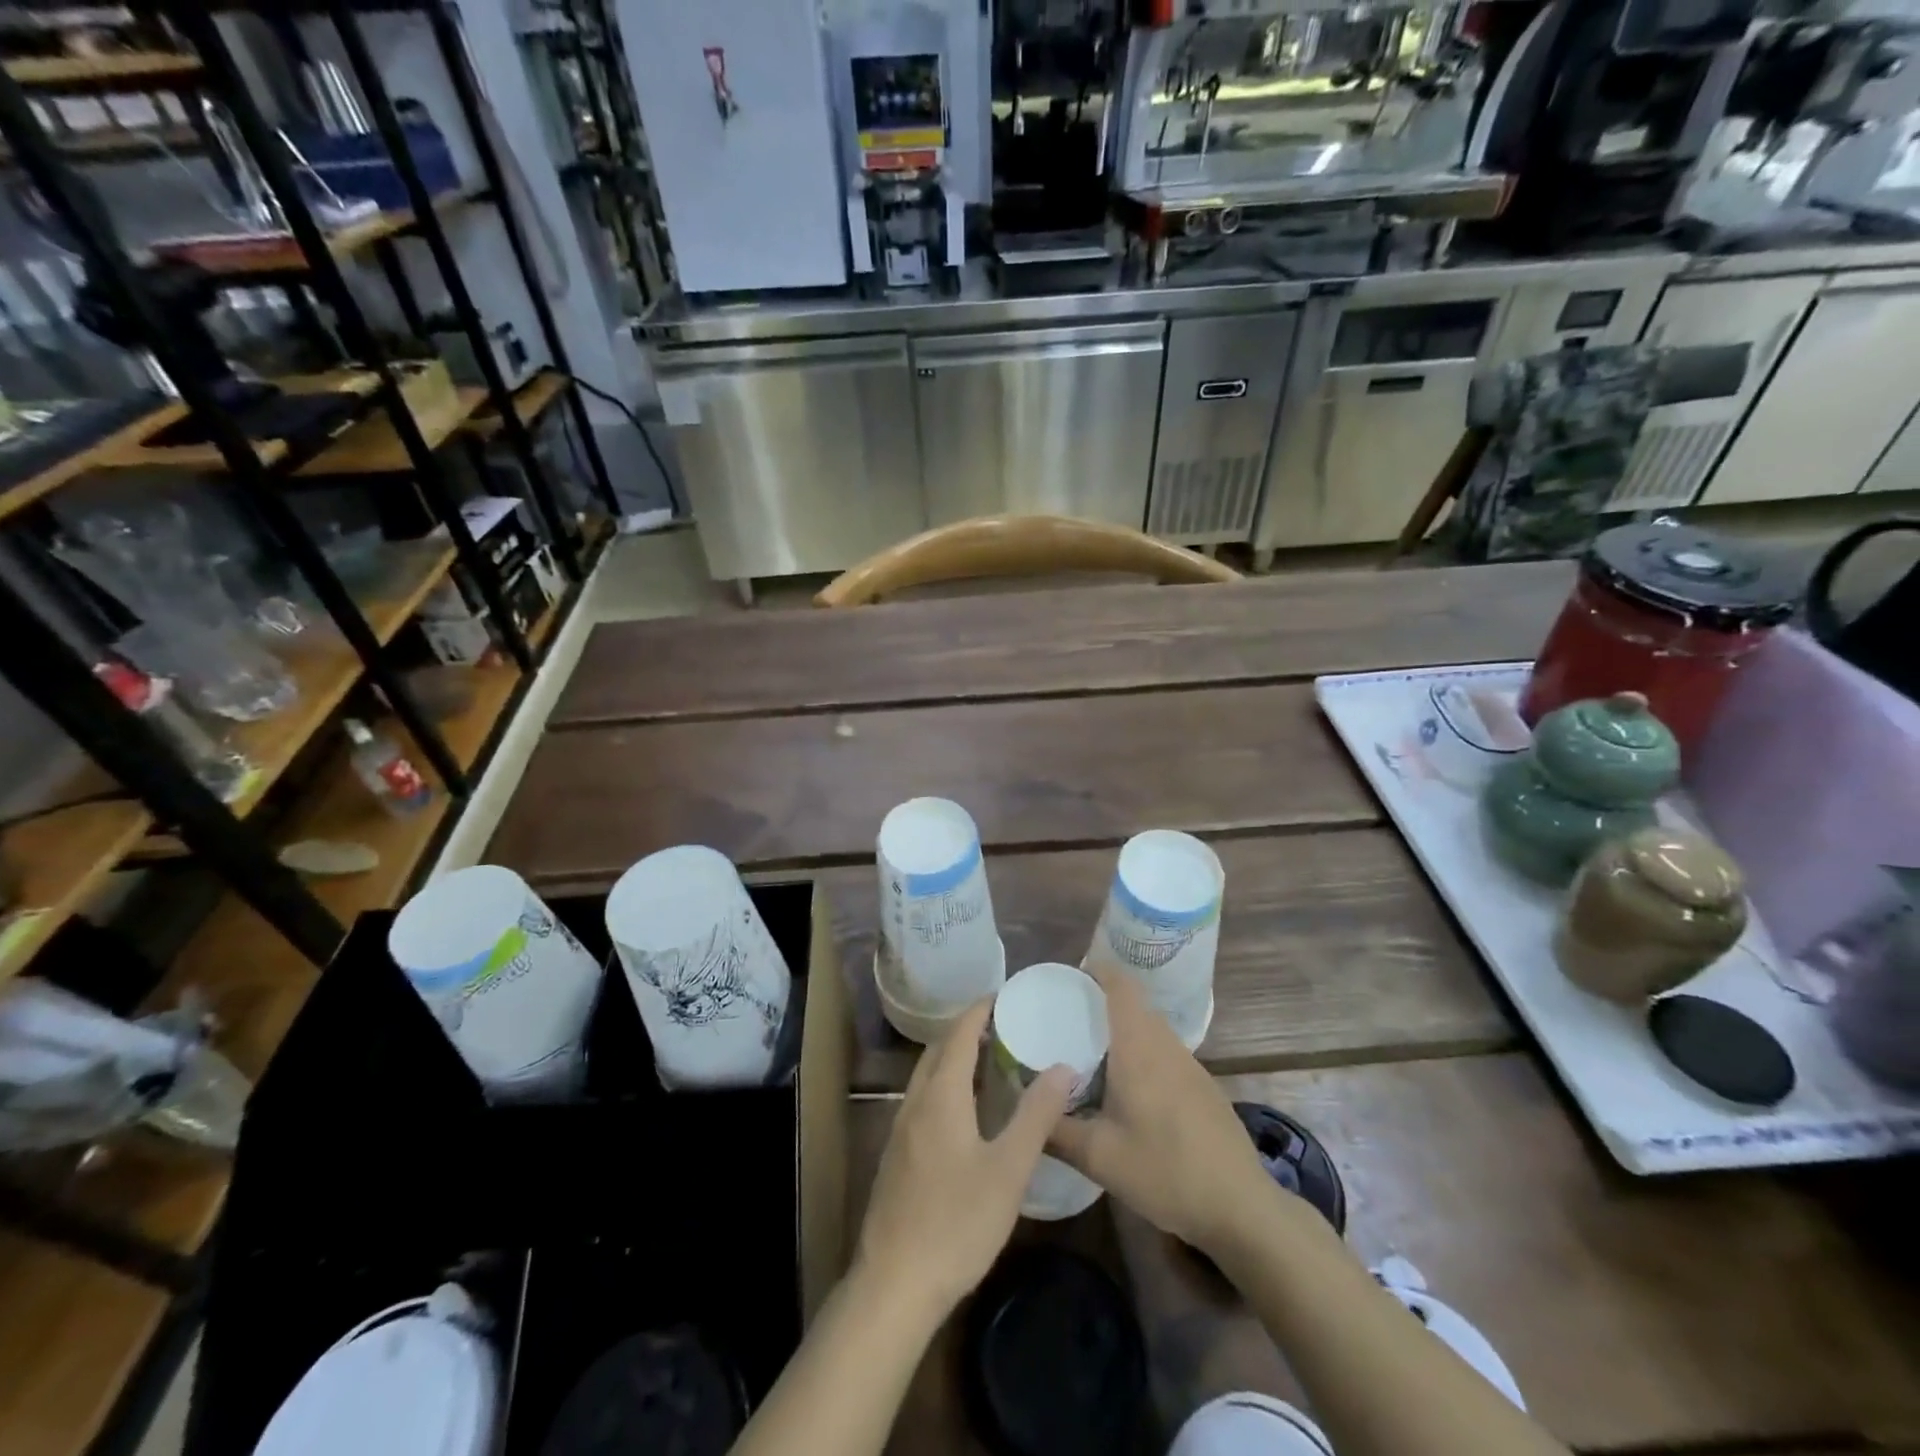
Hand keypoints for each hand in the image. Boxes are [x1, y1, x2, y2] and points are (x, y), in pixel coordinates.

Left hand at [855, 998, 1075, 1318]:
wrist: (894, 1283)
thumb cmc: (956, 1222)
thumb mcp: (1008, 1170)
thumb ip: (1036, 1116)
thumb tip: (1063, 1067)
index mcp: (940, 1095)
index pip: (959, 1034)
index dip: (980, 1009)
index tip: (1006, 995)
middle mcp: (915, 1101)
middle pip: (939, 1049)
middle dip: (968, 1029)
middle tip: (1006, 1024)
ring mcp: (901, 1128)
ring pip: (928, 1074)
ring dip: (955, 1057)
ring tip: (991, 1060)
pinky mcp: (898, 1154)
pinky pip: (924, 1098)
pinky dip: (946, 1084)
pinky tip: (967, 1110)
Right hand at [1049, 966, 1270, 1257]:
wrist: (1240, 1207)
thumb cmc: (1165, 1172)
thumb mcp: (1099, 1157)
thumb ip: (1055, 1130)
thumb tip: (1024, 1111)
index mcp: (1139, 1047)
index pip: (1121, 986)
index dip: (1098, 970)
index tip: (1070, 976)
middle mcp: (1166, 1046)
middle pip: (1134, 1005)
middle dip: (1102, 1003)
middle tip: (1067, 1019)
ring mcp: (1190, 1066)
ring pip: (1151, 1030)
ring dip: (1123, 1031)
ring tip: (1091, 1054)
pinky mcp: (1203, 1088)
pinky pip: (1165, 1054)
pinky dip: (1141, 1055)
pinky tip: (1128, 1092)